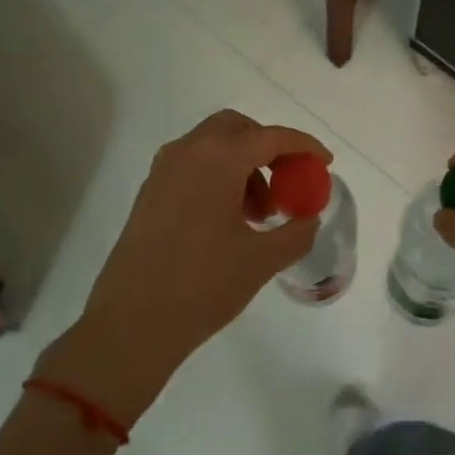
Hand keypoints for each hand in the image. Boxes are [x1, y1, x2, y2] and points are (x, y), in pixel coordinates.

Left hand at [41, 111, 330, 422]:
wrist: (130, 325)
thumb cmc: (202, 286)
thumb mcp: (261, 261)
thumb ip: (296, 232)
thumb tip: (309, 217)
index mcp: (217, 160)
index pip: (271, 137)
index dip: (303, 146)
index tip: (324, 162)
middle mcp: (187, 152)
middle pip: (237, 129)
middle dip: (268, 148)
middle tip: (287, 182)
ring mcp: (163, 171)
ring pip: (213, 146)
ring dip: (244, 166)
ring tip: (260, 214)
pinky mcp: (150, 192)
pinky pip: (194, 166)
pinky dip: (219, 177)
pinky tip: (229, 221)